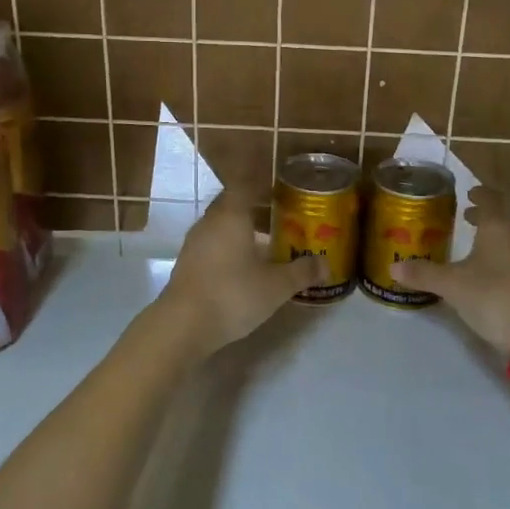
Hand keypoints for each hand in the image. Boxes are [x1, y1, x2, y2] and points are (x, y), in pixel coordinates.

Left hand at [156, 192, 324, 353]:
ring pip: (221, 224)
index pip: (245, 184)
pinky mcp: (187, 262)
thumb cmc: (233, 294)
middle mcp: (210, 221)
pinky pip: (213, 243)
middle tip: (281, 215)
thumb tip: (326, 264)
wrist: (183, 325)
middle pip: (233, 203)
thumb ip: (301, 272)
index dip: (263, 183)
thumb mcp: (276, 286)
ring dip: (242, 228)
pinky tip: (244, 264)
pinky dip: (230, 246)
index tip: (281, 188)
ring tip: (266, 241)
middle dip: (255, 206)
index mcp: (231, 214)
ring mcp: (195, 242)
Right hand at [390, 186, 509, 354]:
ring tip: (479, 251)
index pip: (490, 199)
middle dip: (485, 220)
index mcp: (499, 227)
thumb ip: (424, 274)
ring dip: (497, 242)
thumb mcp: (452, 286)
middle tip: (467, 220)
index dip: (479, 195)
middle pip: (503, 221)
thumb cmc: (494, 297)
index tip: (470, 193)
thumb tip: (393, 268)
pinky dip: (509, 262)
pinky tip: (497, 278)